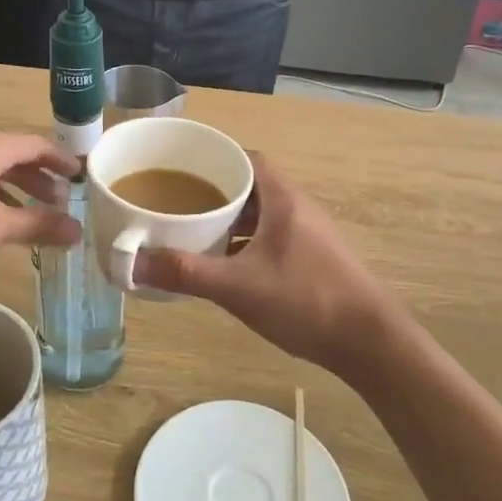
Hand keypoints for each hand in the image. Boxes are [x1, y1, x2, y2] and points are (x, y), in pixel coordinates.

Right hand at [133, 154, 404, 374]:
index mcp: (282, 198)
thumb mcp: (238, 287)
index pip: (246, 158)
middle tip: (177, 202)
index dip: (214, 158)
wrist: (369, 342)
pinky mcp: (313, 258)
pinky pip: (270, 237)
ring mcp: (308, 234)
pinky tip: (225, 265)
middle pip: (250, 185)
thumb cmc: (305, 300)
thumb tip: (132, 264)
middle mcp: (297, 207)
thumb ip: (185, 273)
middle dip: (213, 191)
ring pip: (260, 214)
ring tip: (193, 231)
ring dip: (230, 220)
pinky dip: (245, 242)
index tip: (181, 168)